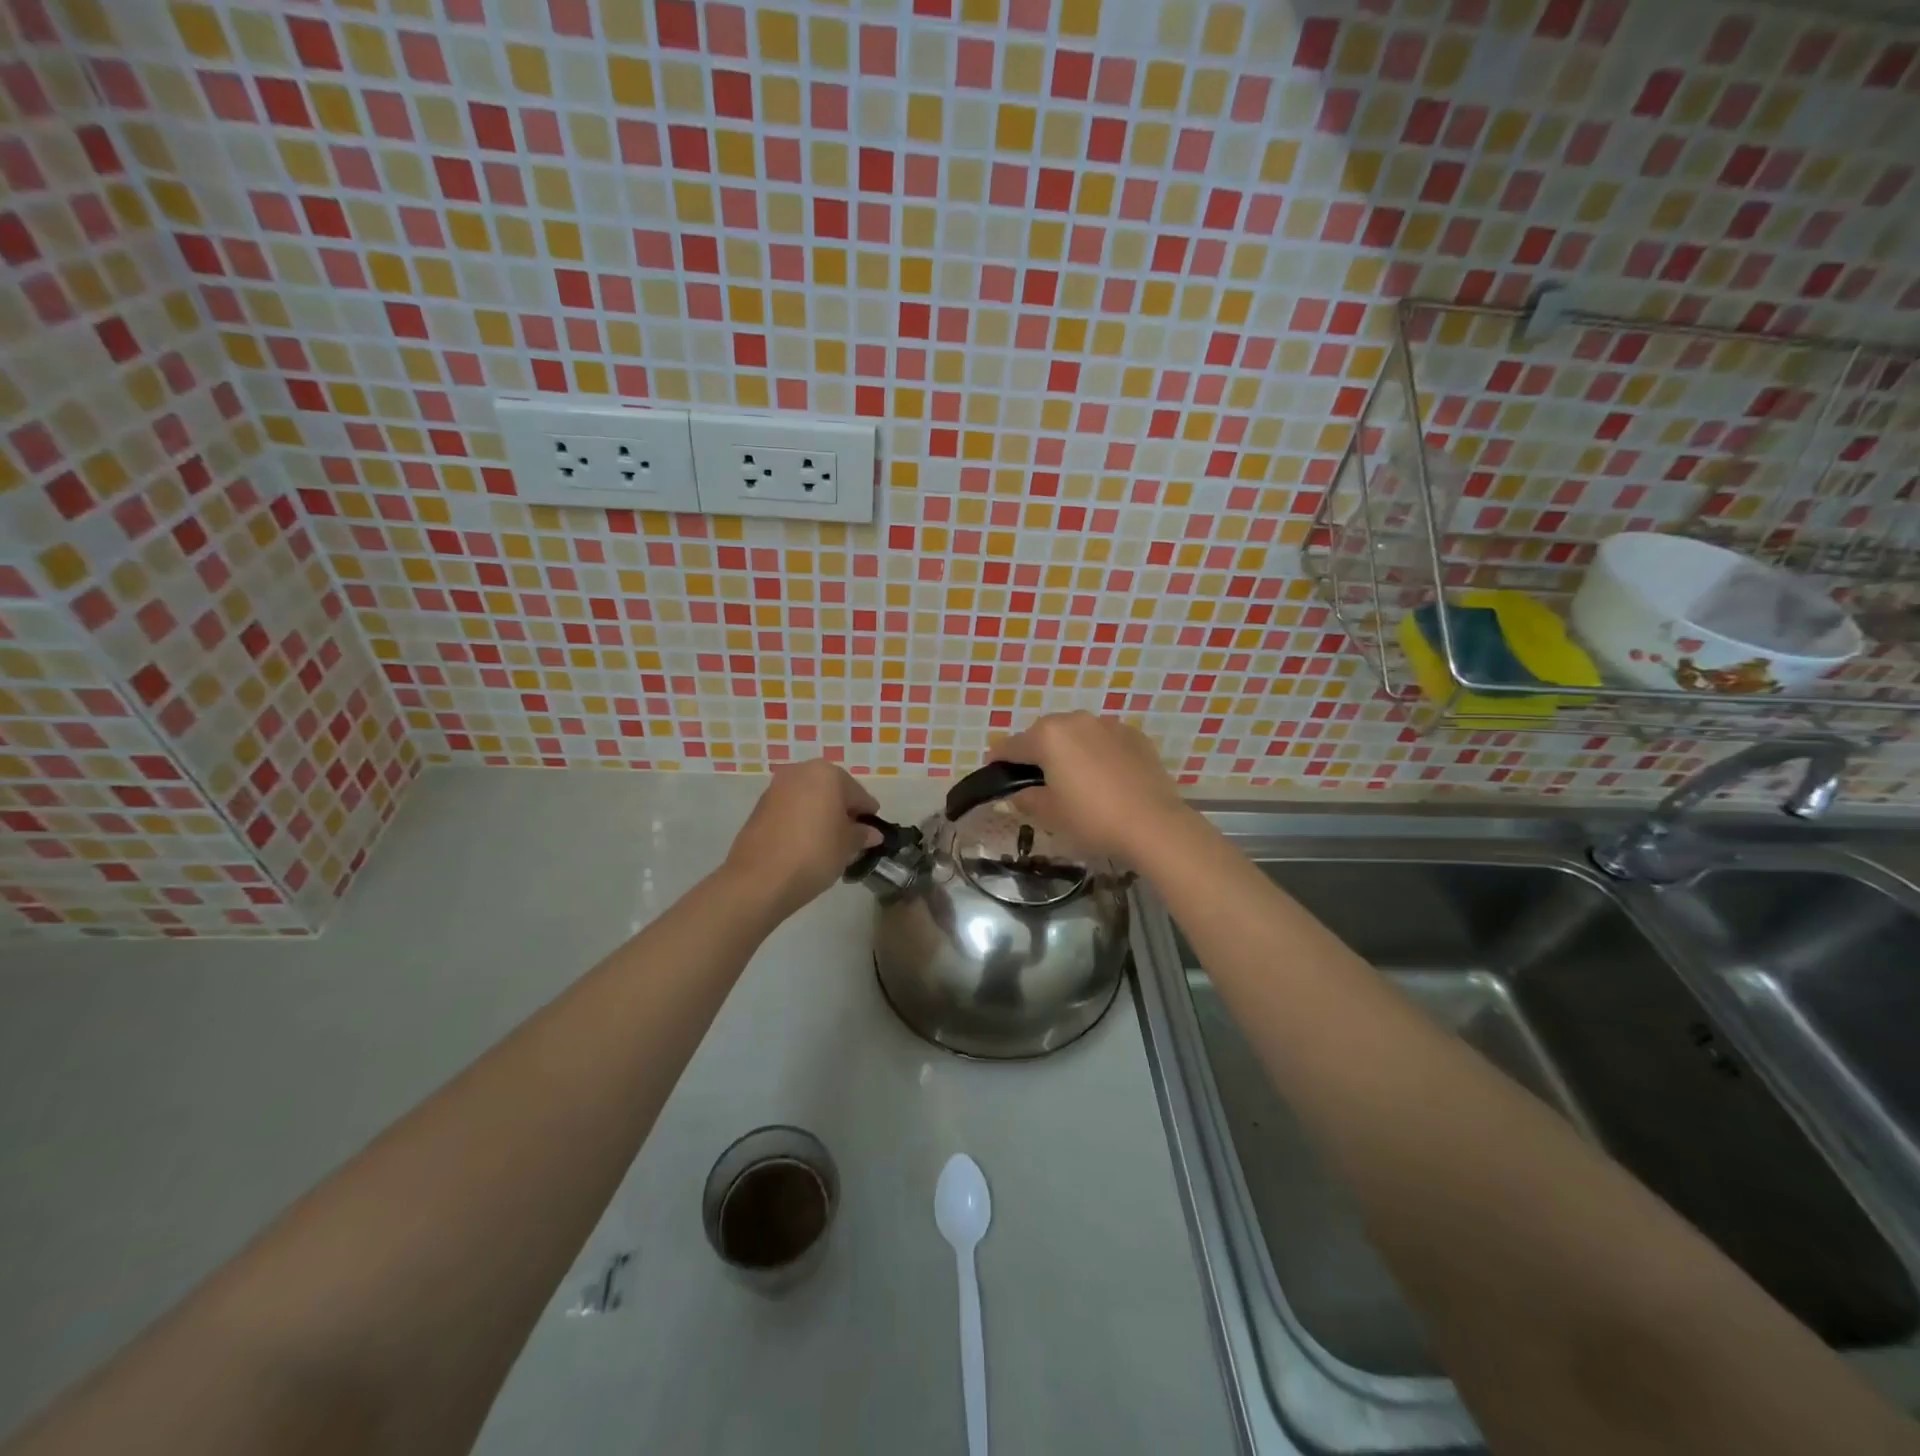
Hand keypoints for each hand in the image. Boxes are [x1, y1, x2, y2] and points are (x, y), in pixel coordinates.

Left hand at [724, 759, 880, 916]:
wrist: (759, 879)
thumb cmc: (814, 854)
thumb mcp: (847, 846)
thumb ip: (862, 834)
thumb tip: (871, 833)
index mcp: (827, 774)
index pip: (858, 794)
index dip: (868, 814)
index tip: (873, 833)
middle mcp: (801, 772)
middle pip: (832, 790)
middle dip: (842, 811)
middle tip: (850, 837)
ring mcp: (776, 787)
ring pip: (809, 798)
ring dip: (821, 814)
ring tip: (827, 842)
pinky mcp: (760, 806)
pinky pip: (791, 809)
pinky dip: (801, 820)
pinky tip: (805, 843)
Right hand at [988, 712, 1190, 864]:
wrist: (1153, 824)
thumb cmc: (1092, 819)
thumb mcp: (1050, 814)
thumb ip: (1027, 799)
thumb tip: (1017, 794)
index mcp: (1048, 736)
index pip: (1011, 746)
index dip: (998, 760)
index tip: (993, 771)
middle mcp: (1076, 721)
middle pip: (1044, 734)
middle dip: (1036, 752)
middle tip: (1034, 779)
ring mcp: (1108, 725)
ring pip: (1077, 734)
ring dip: (1068, 750)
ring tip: (1072, 777)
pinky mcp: (1135, 736)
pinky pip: (1104, 740)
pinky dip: (1097, 753)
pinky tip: (1103, 777)